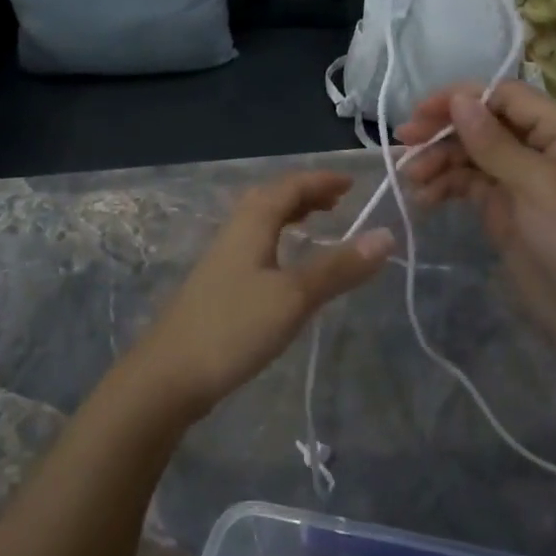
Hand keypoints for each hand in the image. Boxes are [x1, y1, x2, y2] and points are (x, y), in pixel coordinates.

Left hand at [130, 172, 394, 420]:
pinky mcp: (218, 285)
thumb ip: (339, 267)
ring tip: (317, 225)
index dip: (321, 181)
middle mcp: (234, 232)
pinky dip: (278, 240)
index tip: (353, 183)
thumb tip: (387, 235)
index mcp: (251, 223)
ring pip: (260, 222)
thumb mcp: (294, 297)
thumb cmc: (234, 327)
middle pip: (271, 198)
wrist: (169, 374)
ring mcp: (222, 259)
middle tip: (338, 202)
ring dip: (290, 215)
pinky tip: (285, 268)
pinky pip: (254, 244)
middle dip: (306, 194)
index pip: (289, 186)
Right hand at [396, 81, 555, 345]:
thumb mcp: (537, 184)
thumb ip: (493, 142)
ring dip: (439, 162)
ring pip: (472, 157)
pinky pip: (470, 187)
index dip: (462, 98)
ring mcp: (522, 182)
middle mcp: (541, 150)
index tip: (421, 113)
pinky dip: (446, 188)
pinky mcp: (506, 212)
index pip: (505, 97)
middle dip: (443, 132)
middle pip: (484, 125)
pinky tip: (423, 198)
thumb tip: (460, 98)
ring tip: (410, 179)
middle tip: (402, 143)